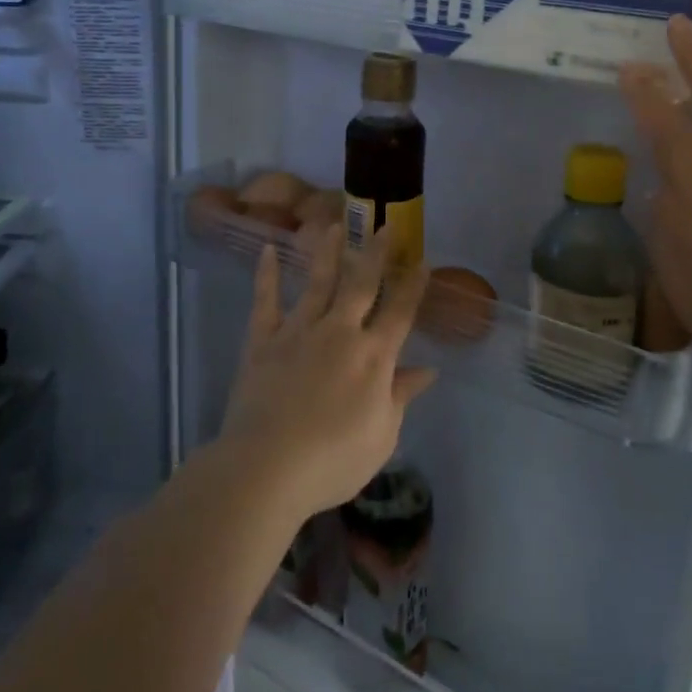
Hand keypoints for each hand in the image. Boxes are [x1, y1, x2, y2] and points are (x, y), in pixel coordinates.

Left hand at [219, 225, 436, 520]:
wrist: (267, 467)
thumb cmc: (333, 460)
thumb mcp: (382, 437)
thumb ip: (401, 396)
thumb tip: (427, 371)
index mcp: (373, 357)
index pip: (400, 312)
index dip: (413, 286)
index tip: (422, 260)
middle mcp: (340, 332)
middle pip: (361, 284)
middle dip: (376, 253)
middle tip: (384, 225)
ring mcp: (300, 331)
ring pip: (318, 282)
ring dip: (328, 252)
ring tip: (334, 225)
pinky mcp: (264, 340)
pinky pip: (266, 301)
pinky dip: (267, 275)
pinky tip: (268, 250)